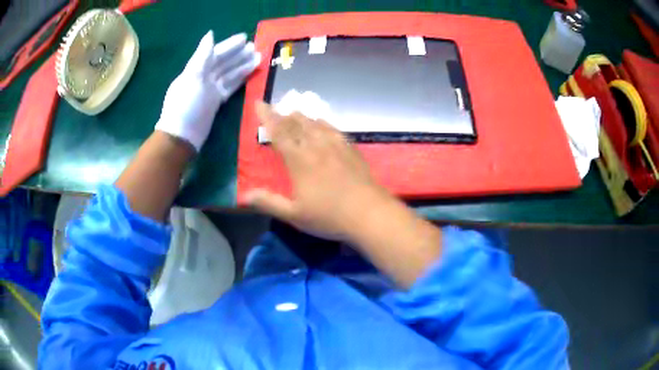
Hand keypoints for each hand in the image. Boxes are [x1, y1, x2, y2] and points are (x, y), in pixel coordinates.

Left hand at [155, 31, 260, 150]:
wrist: (182, 135)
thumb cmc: (186, 104)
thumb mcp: (193, 77)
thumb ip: (203, 56)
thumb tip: (210, 35)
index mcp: (197, 69)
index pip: (216, 53)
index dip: (229, 45)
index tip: (244, 38)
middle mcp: (204, 77)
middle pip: (224, 62)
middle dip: (239, 54)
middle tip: (256, 47)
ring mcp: (211, 90)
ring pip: (230, 74)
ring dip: (243, 65)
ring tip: (259, 58)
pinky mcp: (216, 102)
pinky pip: (230, 86)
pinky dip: (240, 79)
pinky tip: (250, 74)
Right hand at [246, 101, 391, 241]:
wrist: (369, 213)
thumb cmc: (329, 216)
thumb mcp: (295, 215)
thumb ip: (269, 202)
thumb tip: (244, 195)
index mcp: (299, 160)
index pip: (279, 132)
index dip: (267, 116)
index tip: (260, 103)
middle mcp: (316, 147)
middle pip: (297, 124)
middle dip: (283, 115)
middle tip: (276, 108)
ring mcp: (336, 146)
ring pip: (315, 124)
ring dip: (302, 117)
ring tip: (295, 111)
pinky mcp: (351, 150)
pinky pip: (333, 129)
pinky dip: (323, 123)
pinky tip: (322, 122)